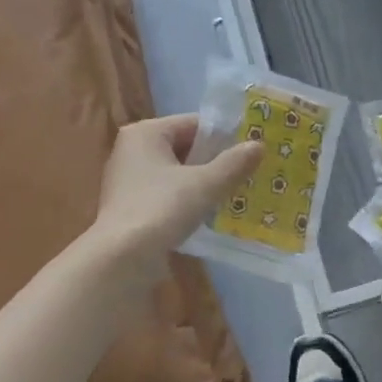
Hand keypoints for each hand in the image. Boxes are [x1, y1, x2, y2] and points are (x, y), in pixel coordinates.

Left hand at [92, 115, 260, 272]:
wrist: (123, 258)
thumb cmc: (163, 208)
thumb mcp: (206, 183)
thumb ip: (234, 163)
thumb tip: (258, 145)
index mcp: (145, 132)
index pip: (194, 123)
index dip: (224, 137)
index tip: (249, 152)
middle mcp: (131, 150)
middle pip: (184, 147)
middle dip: (214, 160)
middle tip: (246, 173)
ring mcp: (127, 179)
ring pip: (176, 172)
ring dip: (202, 181)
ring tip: (234, 192)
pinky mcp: (129, 206)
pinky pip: (166, 192)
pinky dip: (186, 198)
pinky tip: (208, 212)